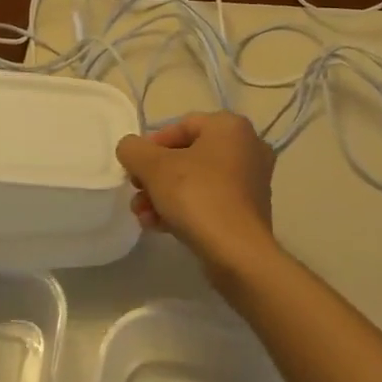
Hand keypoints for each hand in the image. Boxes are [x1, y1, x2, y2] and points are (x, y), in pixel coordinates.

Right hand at [115, 112, 277, 278]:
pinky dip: (183, 209)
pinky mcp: (248, 212)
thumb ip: (134, 150)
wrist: (238, 255)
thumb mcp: (154, 167)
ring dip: (164, 194)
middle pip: (187, 155)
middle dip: (155, 175)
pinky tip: (157, 226)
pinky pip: (209, 201)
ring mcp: (251, 182)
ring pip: (196, 181)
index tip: (134, 167)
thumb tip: (130, 148)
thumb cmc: (198, 196)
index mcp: (230, 127)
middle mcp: (246, 147)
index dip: (151, 146)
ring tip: (142, 214)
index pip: (181, 126)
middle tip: (136, 191)